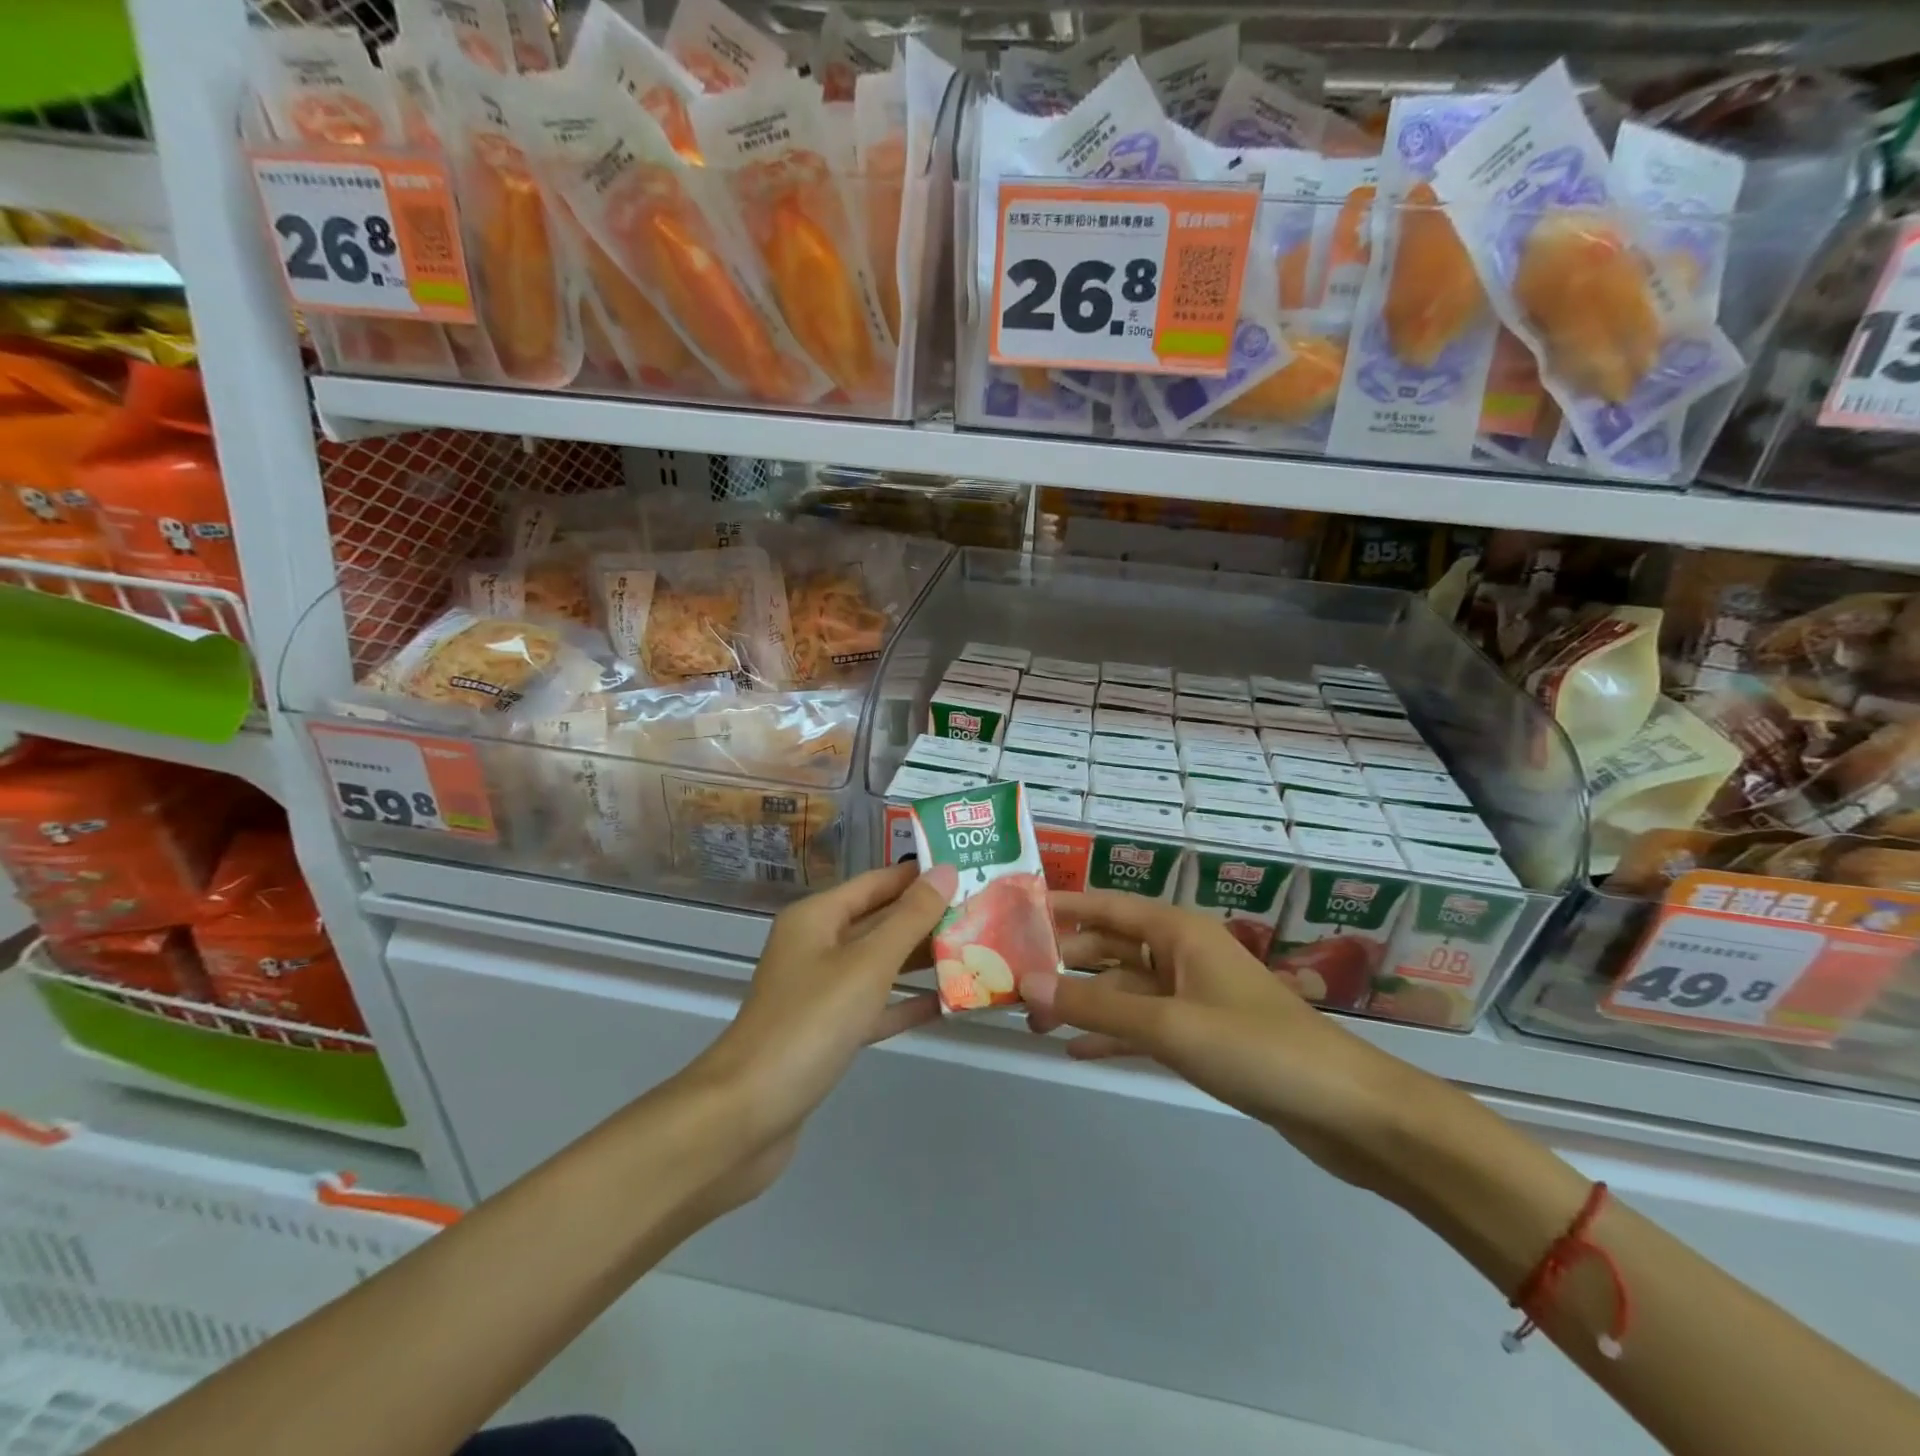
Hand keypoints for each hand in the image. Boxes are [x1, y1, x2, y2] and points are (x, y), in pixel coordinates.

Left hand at [691, 861, 952, 1200]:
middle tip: (983, 912)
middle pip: (880, 921)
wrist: (746, 1115)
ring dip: (921, 960)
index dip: (920, 875)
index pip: (878, 882)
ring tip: (976, 951)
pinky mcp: (827, 1033)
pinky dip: (906, 1003)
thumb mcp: (866, 964)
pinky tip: (948, 1002)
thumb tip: (945, 871)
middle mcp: (817, 946)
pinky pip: (875, 1006)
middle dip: (927, 918)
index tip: (968, 871)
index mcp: (817, 917)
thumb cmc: (809, 1023)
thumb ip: (909, 919)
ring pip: (880, 965)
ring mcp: (820, 991)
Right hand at [1025, 891, 1439, 1197]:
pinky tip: (1076, 1049)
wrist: (1347, 1110)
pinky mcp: (1202, 1036)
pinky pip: (1143, 1024)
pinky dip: (1112, 1033)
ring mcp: (1192, 996)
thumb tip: (1028, 983)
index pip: (1106, 906)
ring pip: (1124, 988)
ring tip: (1032, 1019)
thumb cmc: (1257, 1048)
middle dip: (1065, 962)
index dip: (1061, 906)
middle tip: (1012, 980)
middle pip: (1111, 946)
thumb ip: (1096, 1004)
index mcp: (1178, 932)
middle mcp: (1181, 954)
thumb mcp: (1168, 1025)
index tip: (1014, 912)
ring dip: (1083, 1001)